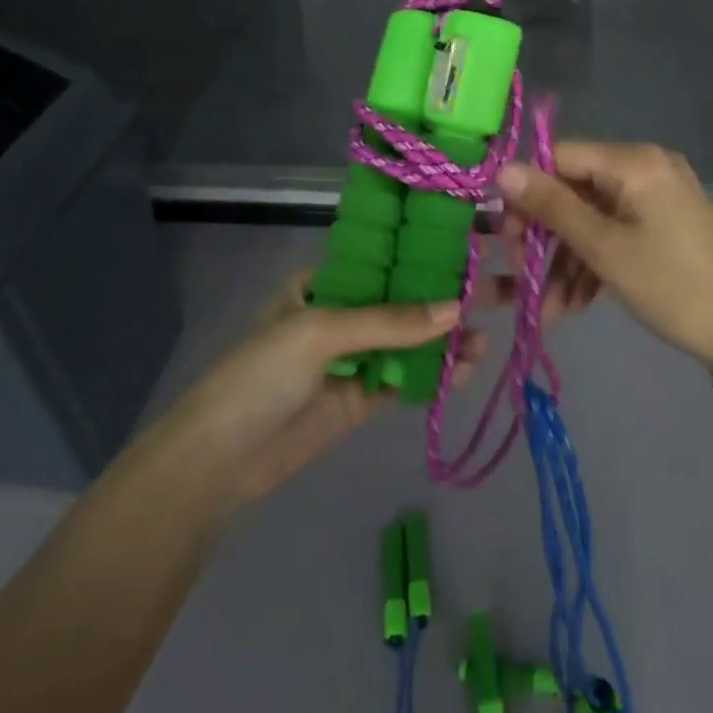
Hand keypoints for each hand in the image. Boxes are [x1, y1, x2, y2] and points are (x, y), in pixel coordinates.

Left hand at [145, 271, 485, 513]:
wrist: (218, 461)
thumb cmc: (261, 374)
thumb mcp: (320, 331)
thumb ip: (389, 322)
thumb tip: (457, 309)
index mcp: (323, 283)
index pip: (383, 260)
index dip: (424, 256)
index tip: (470, 251)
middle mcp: (342, 314)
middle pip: (402, 301)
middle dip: (444, 300)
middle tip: (494, 295)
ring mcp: (353, 358)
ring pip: (409, 341)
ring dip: (446, 340)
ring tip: (484, 341)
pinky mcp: (361, 398)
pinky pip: (405, 379)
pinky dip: (435, 375)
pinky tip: (466, 370)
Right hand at [495, 141, 712, 368]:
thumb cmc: (669, 284)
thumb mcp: (603, 248)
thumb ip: (551, 206)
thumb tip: (503, 170)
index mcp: (633, 161)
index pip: (560, 157)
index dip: (528, 193)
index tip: (506, 236)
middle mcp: (646, 166)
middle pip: (575, 189)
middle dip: (547, 237)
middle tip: (524, 275)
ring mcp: (657, 195)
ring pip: (593, 217)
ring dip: (568, 260)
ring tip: (551, 308)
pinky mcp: (664, 221)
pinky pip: (616, 229)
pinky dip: (595, 261)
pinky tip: (577, 302)